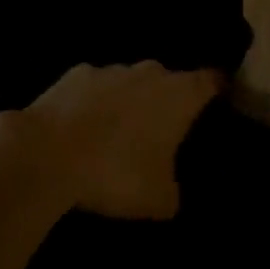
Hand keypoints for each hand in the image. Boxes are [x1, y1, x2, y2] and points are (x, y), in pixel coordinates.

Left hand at [17, 63, 223, 219]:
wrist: (49, 153)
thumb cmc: (117, 172)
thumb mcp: (159, 199)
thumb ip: (175, 190)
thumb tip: (172, 190)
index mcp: (180, 95)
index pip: (212, 81)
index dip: (218, 90)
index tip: (221, 103)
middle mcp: (151, 72)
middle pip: (170, 80)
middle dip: (169, 101)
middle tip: (165, 132)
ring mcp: (111, 68)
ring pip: (131, 81)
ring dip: (130, 101)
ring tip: (120, 134)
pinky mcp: (76, 74)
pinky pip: (96, 87)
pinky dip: (95, 103)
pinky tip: (84, 127)